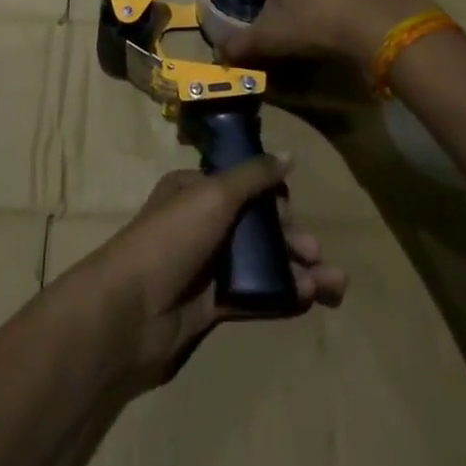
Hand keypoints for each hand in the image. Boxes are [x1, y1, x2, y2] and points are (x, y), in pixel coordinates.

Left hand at [79, 156, 347, 393]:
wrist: (130, 311)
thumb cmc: (171, 238)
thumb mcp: (214, 195)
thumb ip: (254, 176)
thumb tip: (289, 154)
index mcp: (195, 190)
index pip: (242, 186)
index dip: (271, 197)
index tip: (292, 209)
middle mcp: (201, 224)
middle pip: (255, 226)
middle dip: (291, 237)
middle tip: (317, 253)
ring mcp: (207, 267)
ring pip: (260, 262)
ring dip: (297, 269)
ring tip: (334, 284)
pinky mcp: (212, 306)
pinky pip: (255, 296)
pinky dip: (283, 295)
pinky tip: (310, 298)